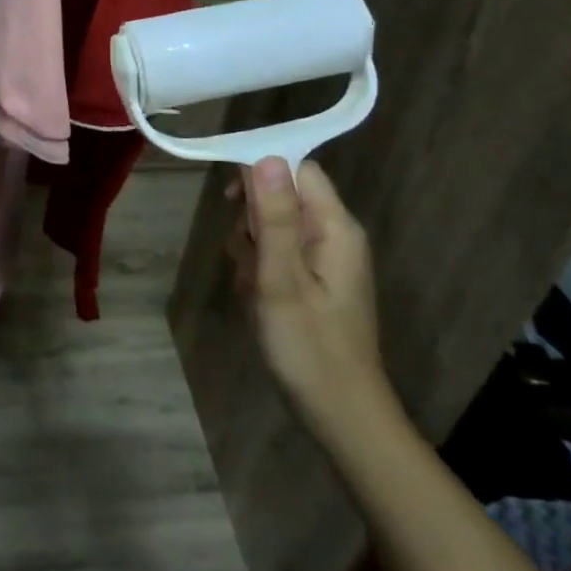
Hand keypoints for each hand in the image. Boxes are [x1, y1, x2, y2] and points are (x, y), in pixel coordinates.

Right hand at [227, 157, 398, 442]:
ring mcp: (324, 259)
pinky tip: (256, 298)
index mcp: (335, 227)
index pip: (298, 169)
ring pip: (272, 226)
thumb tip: (266, 157)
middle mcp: (334, 235)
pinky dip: (259, 269)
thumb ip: (274, 218)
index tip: (231, 199)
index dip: (261, 172)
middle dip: (253, 220)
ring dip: (251, 249)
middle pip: (281, 196)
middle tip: (248, 261)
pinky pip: (277, 254)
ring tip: (252, 287)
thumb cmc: (309, 347)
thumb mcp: (282, 280)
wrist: (340, 414)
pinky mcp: (313, 280)